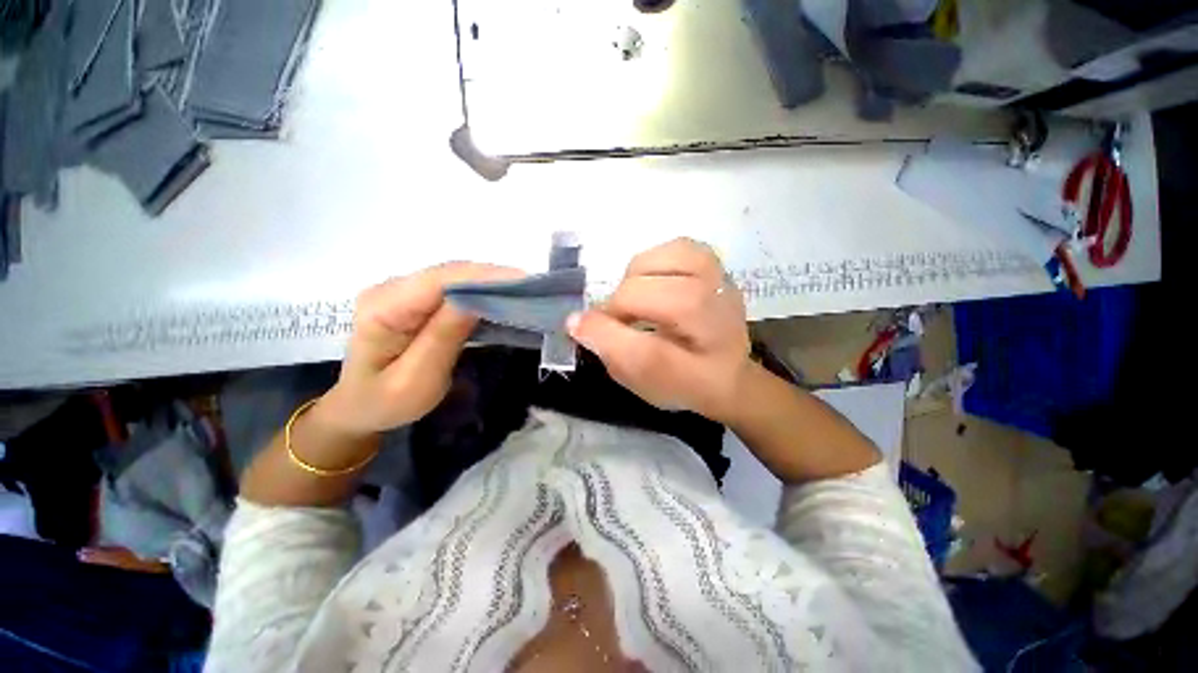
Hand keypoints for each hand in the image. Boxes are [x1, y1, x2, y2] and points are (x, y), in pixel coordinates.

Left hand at [317, 262, 522, 436]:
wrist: (359, 407)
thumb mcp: (416, 380)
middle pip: (450, 273)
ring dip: (490, 282)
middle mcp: (391, 288)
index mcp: (383, 308)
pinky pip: (454, 288)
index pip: (440, 280)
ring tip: (524, 292)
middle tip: (532, 288)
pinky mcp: (415, 298)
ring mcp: (403, 290)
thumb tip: (476, 300)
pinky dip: (481, 291)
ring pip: (455, 277)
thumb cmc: (385, 403)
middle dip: (493, 277)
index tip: (524, 282)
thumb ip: (443, 337)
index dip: (484, 276)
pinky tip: (501, 299)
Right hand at [567, 238, 750, 422]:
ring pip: (658, 261)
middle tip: (620, 321)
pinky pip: (677, 247)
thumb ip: (609, 350)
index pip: (639, 342)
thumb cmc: (682, 381)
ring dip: (635, 279)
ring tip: (638, 298)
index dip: (602, 334)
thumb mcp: (642, 380)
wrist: (728, 373)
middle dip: (619, 306)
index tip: (584, 330)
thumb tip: (576, 319)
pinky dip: (655, 261)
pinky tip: (654, 280)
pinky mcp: (717, 266)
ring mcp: (719, 284)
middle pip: (642, 293)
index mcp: (700, 363)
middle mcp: (714, 320)